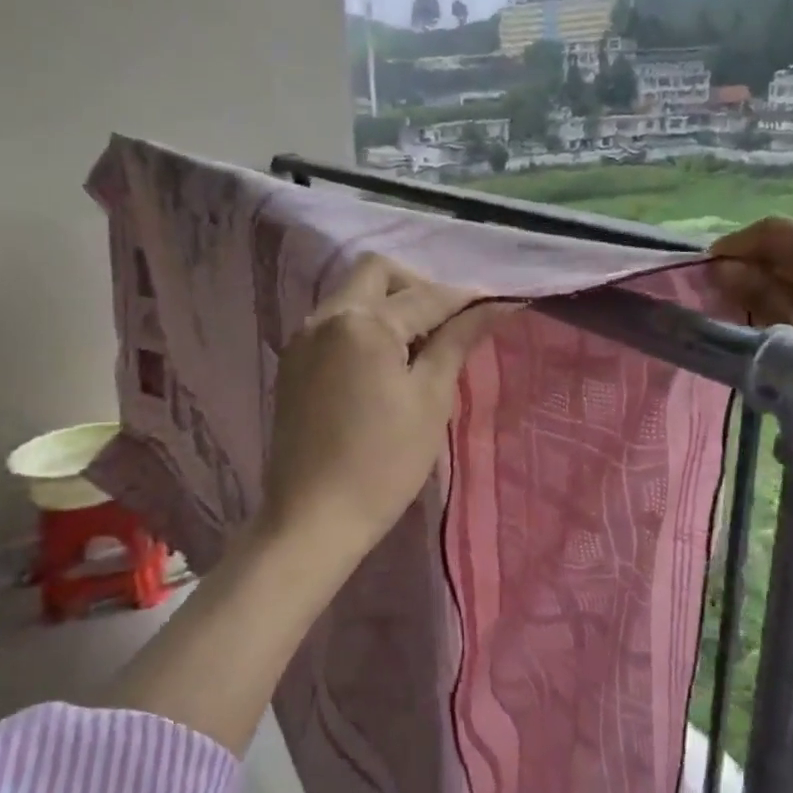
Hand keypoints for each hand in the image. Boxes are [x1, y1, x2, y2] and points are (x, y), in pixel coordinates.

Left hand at [261, 256, 504, 562]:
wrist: (313, 518)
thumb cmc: (383, 463)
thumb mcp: (430, 400)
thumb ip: (456, 342)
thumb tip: (493, 306)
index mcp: (362, 322)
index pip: (426, 295)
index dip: (466, 298)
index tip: (499, 302)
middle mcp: (325, 316)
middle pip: (378, 273)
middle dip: (418, 286)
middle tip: (448, 324)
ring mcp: (302, 339)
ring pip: (352, 296)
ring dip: (390, 306)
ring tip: (420, 348)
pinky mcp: (292, 364)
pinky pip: (335, 324)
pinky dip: (365, 328)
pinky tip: (385, 364)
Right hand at [709, 217, 792, 493]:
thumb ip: (756, 296)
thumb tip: (721, 270)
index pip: (774, 230)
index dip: (734, 246)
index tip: (704, 275)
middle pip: (786, 241)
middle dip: (747, 262)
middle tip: (717, 294)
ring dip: (765, 278)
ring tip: (739, 307)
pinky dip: (786, 289)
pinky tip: (771, 316)